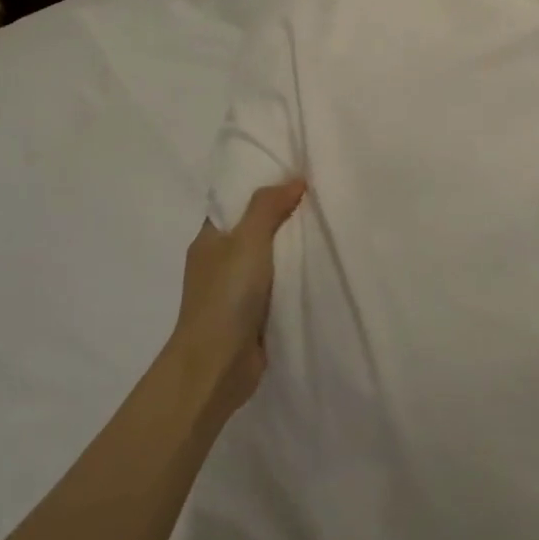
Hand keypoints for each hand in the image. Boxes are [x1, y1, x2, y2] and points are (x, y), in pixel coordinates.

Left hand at [171, 179, 305, 415]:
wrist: (217, 365)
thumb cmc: (226, 296)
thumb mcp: (247, 240)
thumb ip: (268, 207)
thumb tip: (294, 180)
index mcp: (209, 239)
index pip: (235, 203)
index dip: (261, 188)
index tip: (295, 175)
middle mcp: (220, 261)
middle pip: (255, 229)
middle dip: (284, 216)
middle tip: (321, 197)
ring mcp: (235, 290)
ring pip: (269, 258)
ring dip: (293, 247)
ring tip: (329, 226)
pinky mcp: (253, 314)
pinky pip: (279, 284)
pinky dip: (296, 275)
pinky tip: (321, 265)